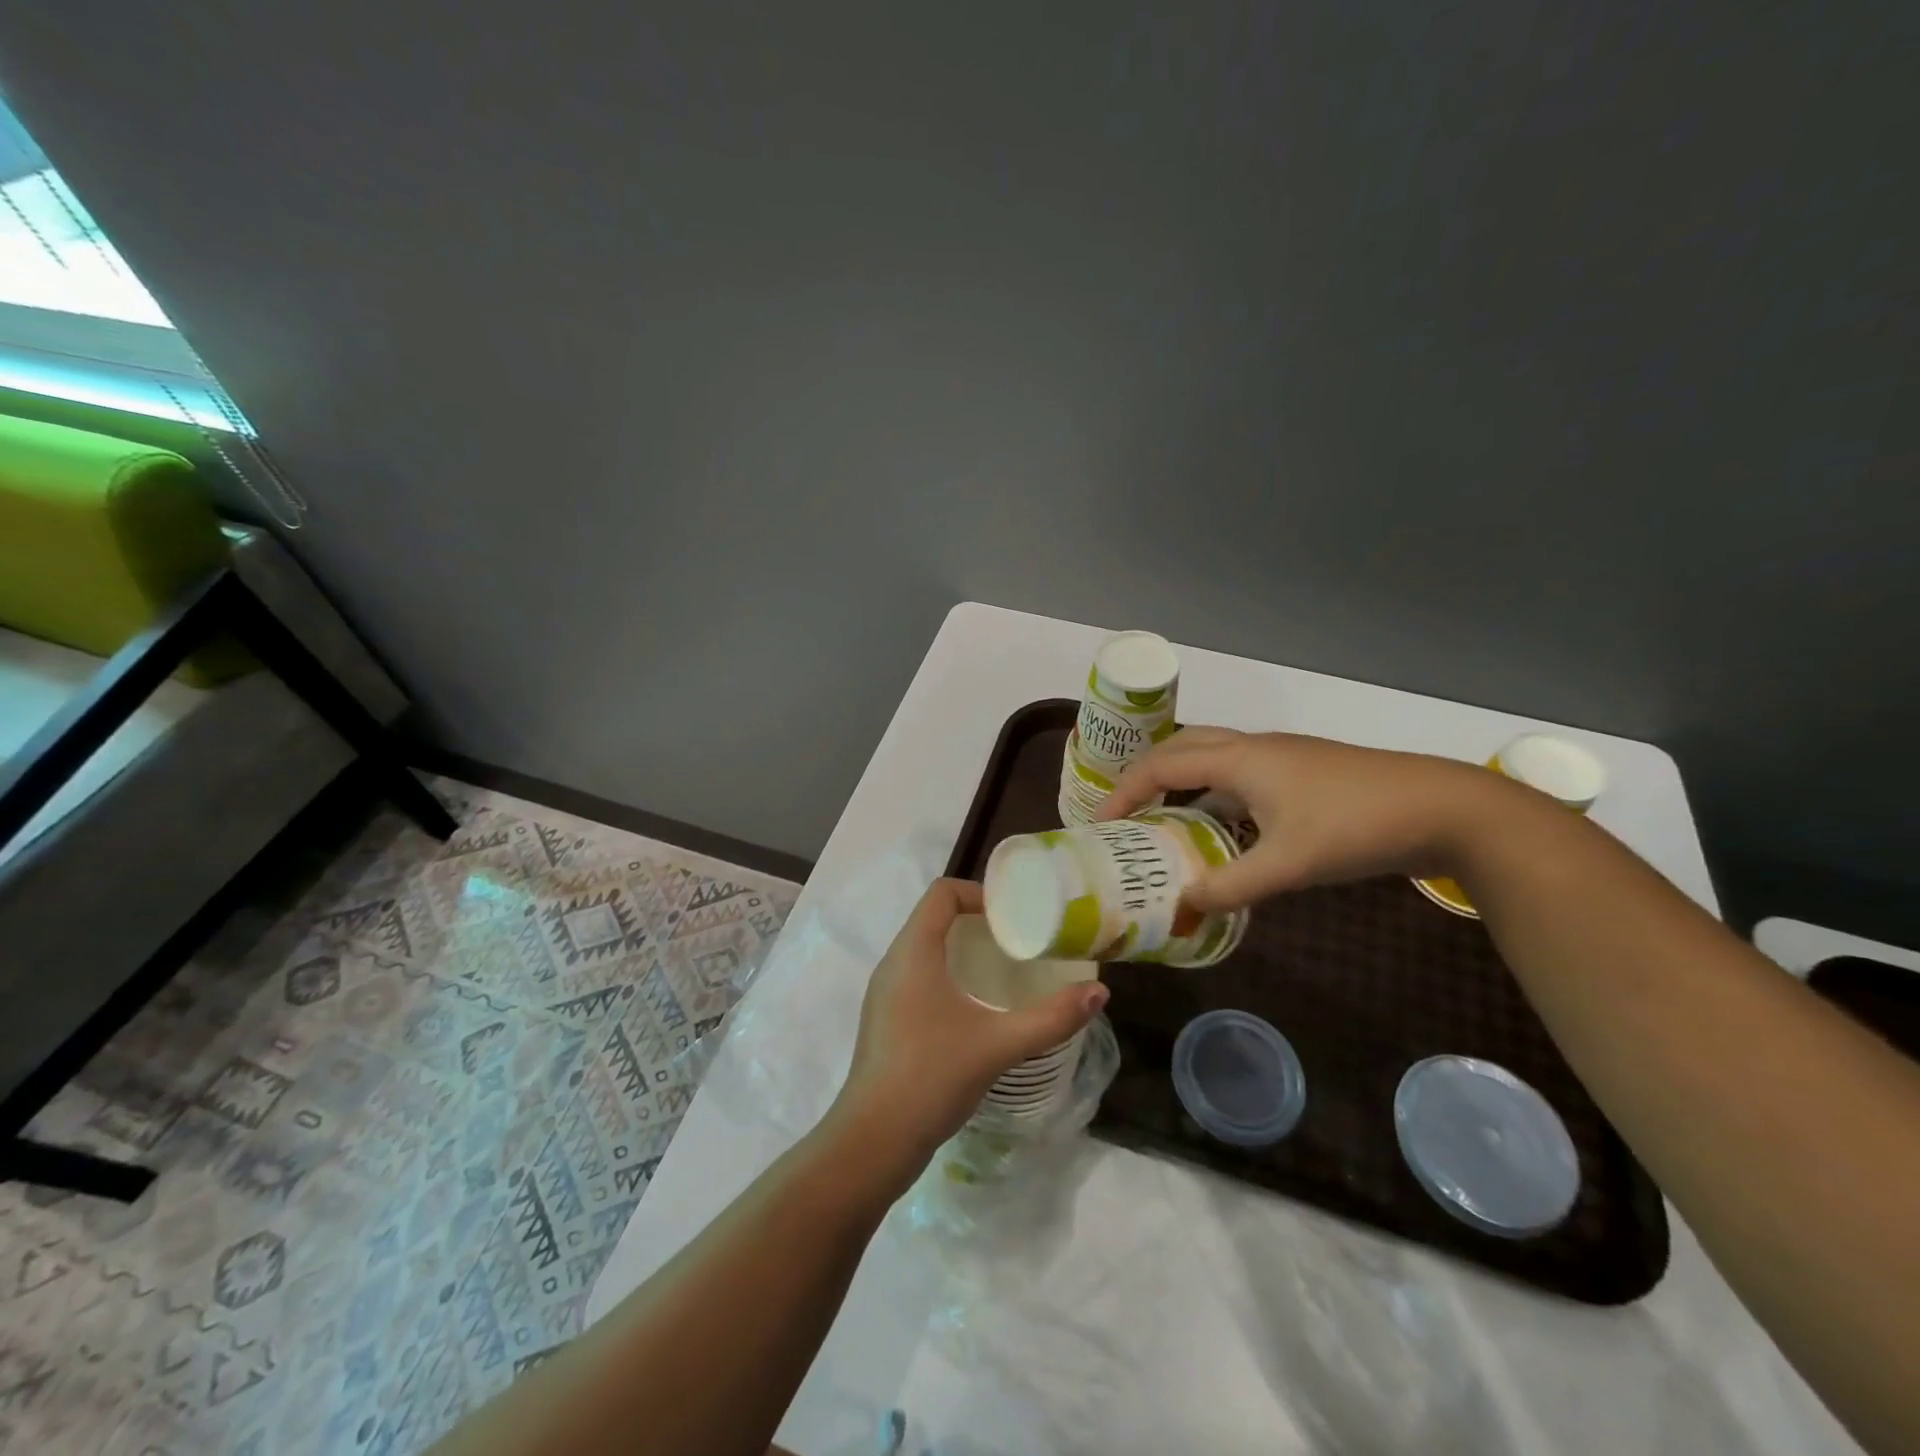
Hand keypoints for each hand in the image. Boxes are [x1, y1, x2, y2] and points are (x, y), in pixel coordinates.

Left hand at [830, 879, 1109, 1174]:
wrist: (872, 1142)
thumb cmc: (932, 1077)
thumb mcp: (999, 1044)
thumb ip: (1051, 1018)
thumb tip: (1099, 992)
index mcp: (913, 952)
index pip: (941, 892)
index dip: (979, 892)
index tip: (1014, 916)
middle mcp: (893, 963)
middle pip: (933, 917)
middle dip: (976, 921)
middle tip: (1018, 940)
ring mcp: (884, 993)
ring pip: (924, 949)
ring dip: (961, 949)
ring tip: (1002, 971)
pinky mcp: (885, 1020)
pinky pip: (917, 976)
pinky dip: (946, 974)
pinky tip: (974, 1008)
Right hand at [1096, 727, 1503, 910]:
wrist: (1446, 808)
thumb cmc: (1356, 826)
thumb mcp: (1288, 864)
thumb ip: (1230, 887)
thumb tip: (1181, 908)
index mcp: (1240, 758)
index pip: (1161, 765)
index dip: (1124, 793)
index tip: (1101, 826)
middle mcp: (1254, 748)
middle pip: (1181, 749)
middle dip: (1146, 779)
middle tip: (1127, 816)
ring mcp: (1282, 759)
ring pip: (1213, 762)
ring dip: (1182, 787)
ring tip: (1164, 825)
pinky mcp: (1303, 776)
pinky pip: (1240, 779)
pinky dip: (1216, 800)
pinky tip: (1223, 834)